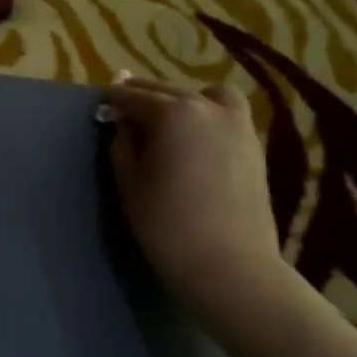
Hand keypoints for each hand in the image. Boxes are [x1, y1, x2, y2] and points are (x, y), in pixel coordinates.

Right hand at [103, 75, 286, 316]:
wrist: (229, 265)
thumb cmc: (167, 225)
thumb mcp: (129, 184)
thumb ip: (123, 146)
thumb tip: (125, 125)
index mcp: (172, 113)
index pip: (134, 96)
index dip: (114, 99)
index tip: (102, 104)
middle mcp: (207, 108)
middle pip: (168, 90)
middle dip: (144, 95)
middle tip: (125, 108)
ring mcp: (237, 125)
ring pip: (206, 94)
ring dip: (183, 98)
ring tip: (168, 118)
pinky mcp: (254, 146)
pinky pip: (228, 114)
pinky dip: (208, 113)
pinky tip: (195, 135)